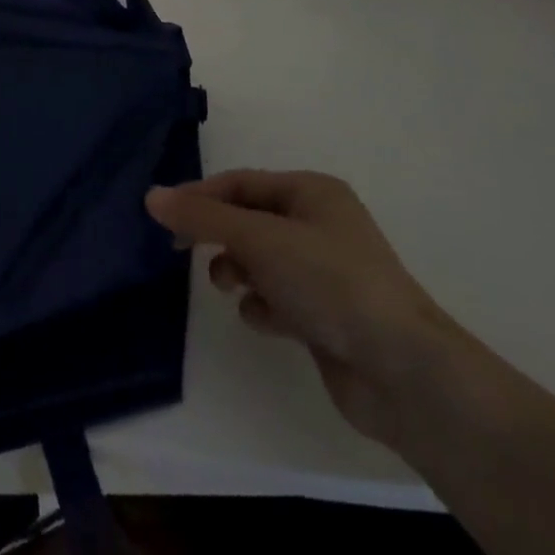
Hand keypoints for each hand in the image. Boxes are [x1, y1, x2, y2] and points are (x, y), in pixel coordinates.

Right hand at [147, 171, 464, 449]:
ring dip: (238, 271)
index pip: (240, 182)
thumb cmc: (330, 283)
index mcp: (312, 192)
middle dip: (218, 235)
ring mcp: (324, 272)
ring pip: (260, 260)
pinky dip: (264, 306)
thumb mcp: (259, 239)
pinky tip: (268, 320)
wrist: (403, 372)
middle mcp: (319, 225)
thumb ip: (202, 217)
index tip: (164, 217)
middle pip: (248, 219)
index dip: (200, 196)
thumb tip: (151, 196)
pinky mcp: (325, 315)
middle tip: (184, 251)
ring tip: (232, 287)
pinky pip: (277, 298)